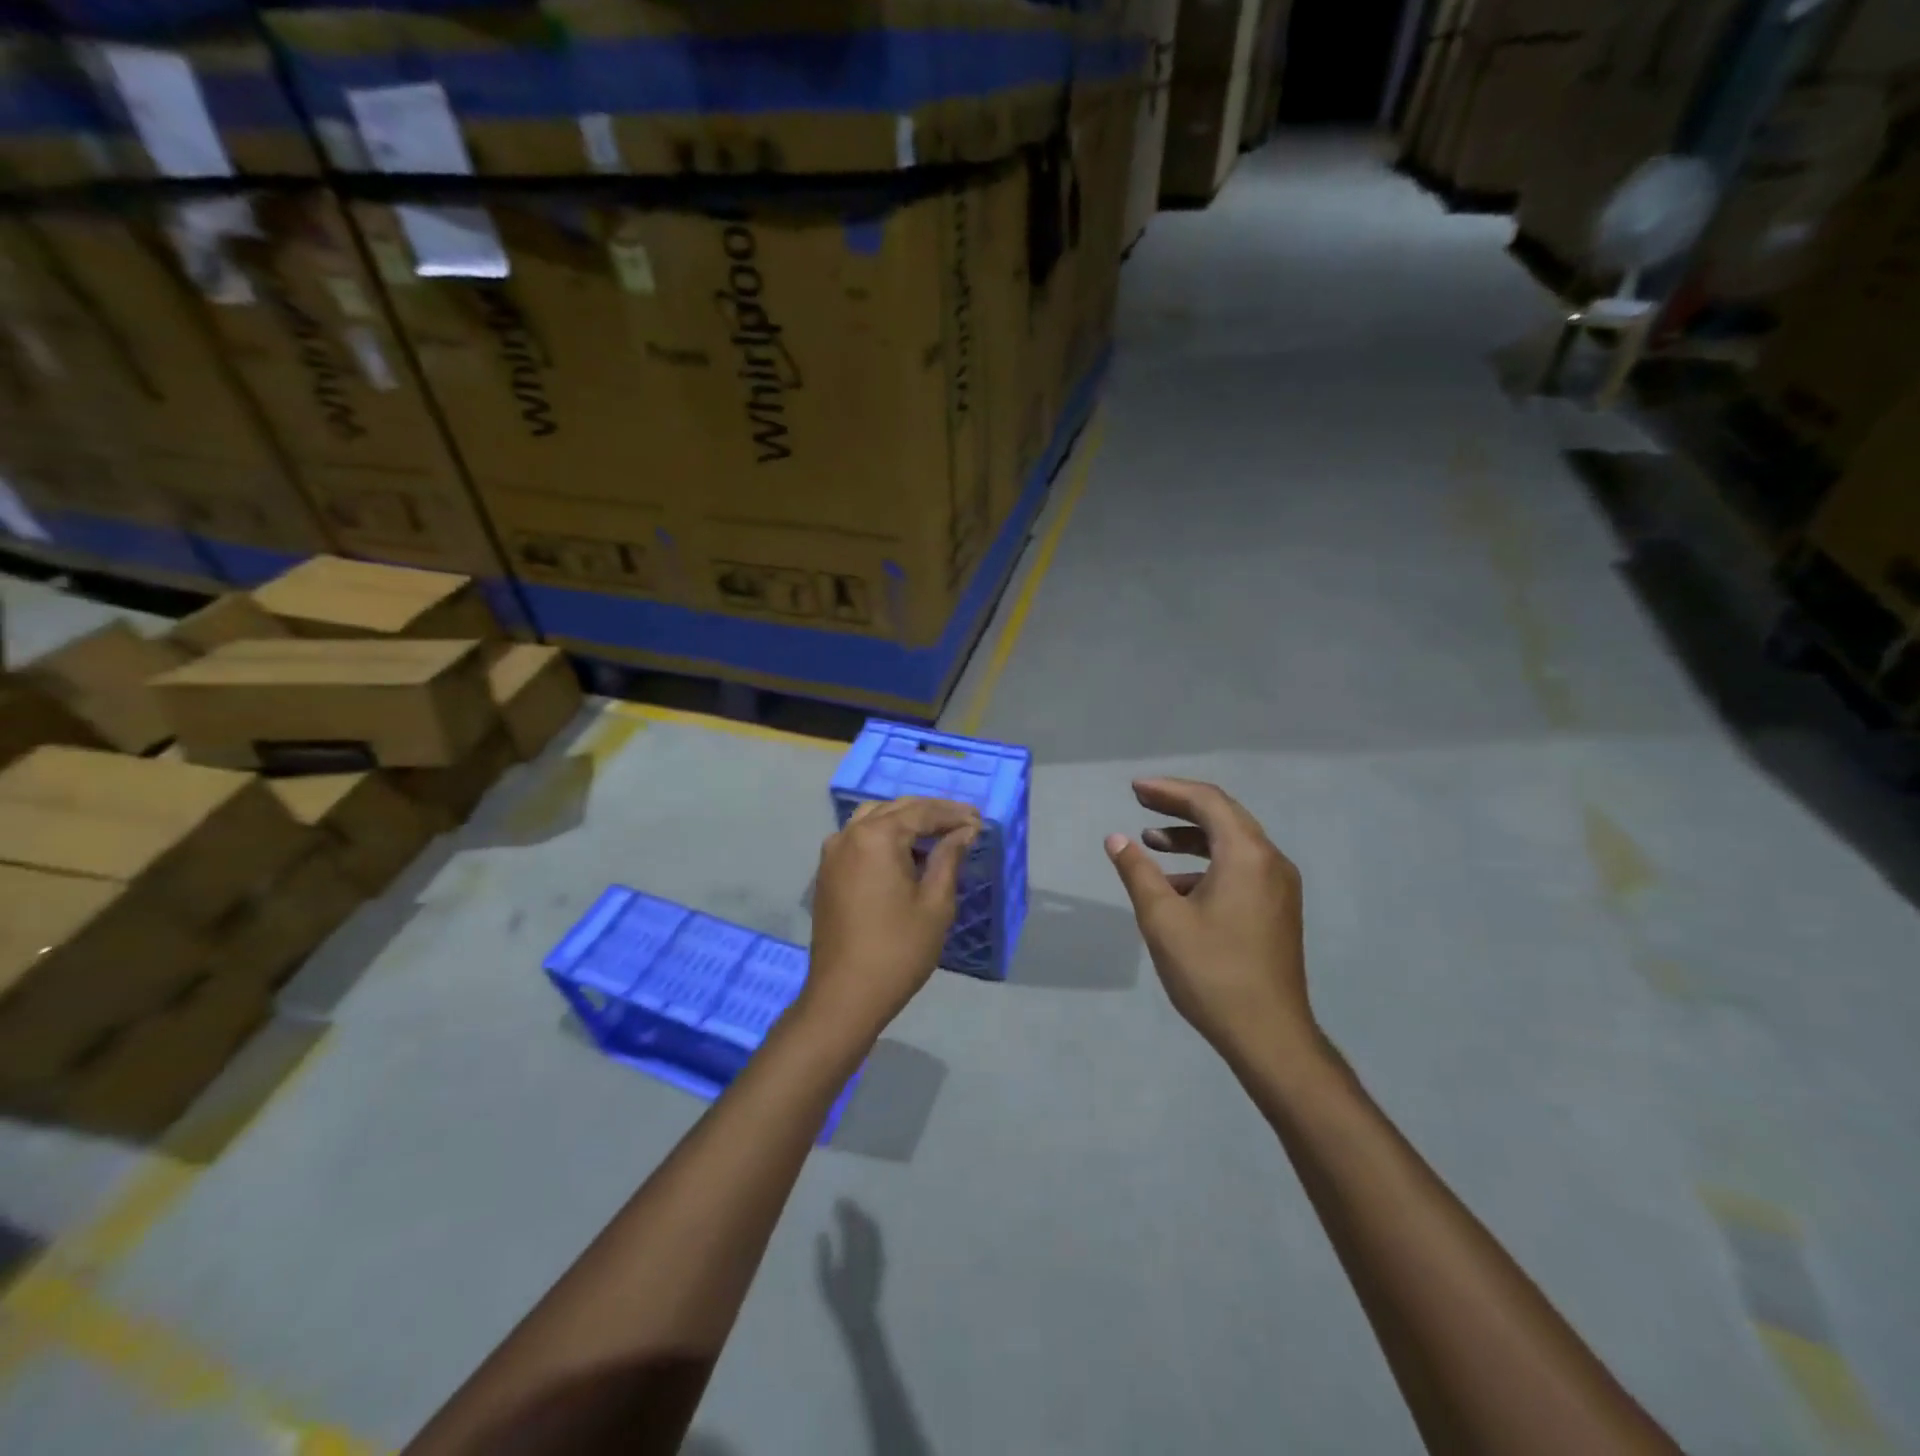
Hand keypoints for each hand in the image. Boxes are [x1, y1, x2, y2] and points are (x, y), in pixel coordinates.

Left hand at [803, 797, 979, 1038]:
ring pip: (874, 819)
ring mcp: (833, 853)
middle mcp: (849, 834)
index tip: (980, 820)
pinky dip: (884, 836)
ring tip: (937, 834)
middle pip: (896, 809)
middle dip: (931, 813)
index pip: (922, 812)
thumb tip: (964, 831)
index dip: (953, 814)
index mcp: (876, 837)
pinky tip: (906, 853)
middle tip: (964, 823)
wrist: (845, 995)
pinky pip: (859, 838)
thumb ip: (948, 858)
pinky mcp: (827, 872)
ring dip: (906, 821)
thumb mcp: (935, 903)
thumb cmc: (898, 950)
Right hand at [816, 1199, 884, 1336]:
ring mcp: (876, 1254)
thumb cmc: (839, 1302)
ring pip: (872, 1227)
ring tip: (853, 1209)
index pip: (849, 1226)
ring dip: (862, 1214)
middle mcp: (867, 1251)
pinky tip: (865, 1222)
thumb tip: (822, 1234)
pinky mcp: (881, 1259)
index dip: (844, 1212)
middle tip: (843, 1201)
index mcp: (852, 1255)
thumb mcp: (825, 1282)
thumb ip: (823, 1256)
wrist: (861, 1319)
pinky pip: (878, 1236)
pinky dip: (870, 1224)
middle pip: (861, 1223)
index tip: (837, 1202)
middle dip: (853, 1210)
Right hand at [1105, 779, 1316, 1066]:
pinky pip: (1241, 868)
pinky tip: (1177, 885)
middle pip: (1223, 815)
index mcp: (1247, 854)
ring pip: (1233, 843)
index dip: (1168, 790)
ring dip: (1191, 837)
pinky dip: (1207, 863)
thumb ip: (1137, 872)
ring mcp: (1279, 886)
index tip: (1134, 789)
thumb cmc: (1211, 972)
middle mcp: (1270, 861)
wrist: (1269, 1035)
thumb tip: (1117, 839)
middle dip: (1179, 806)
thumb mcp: (1162, 919)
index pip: (1207, 801)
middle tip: (1141, 802)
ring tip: (1151, 842)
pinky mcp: (1278, 909)